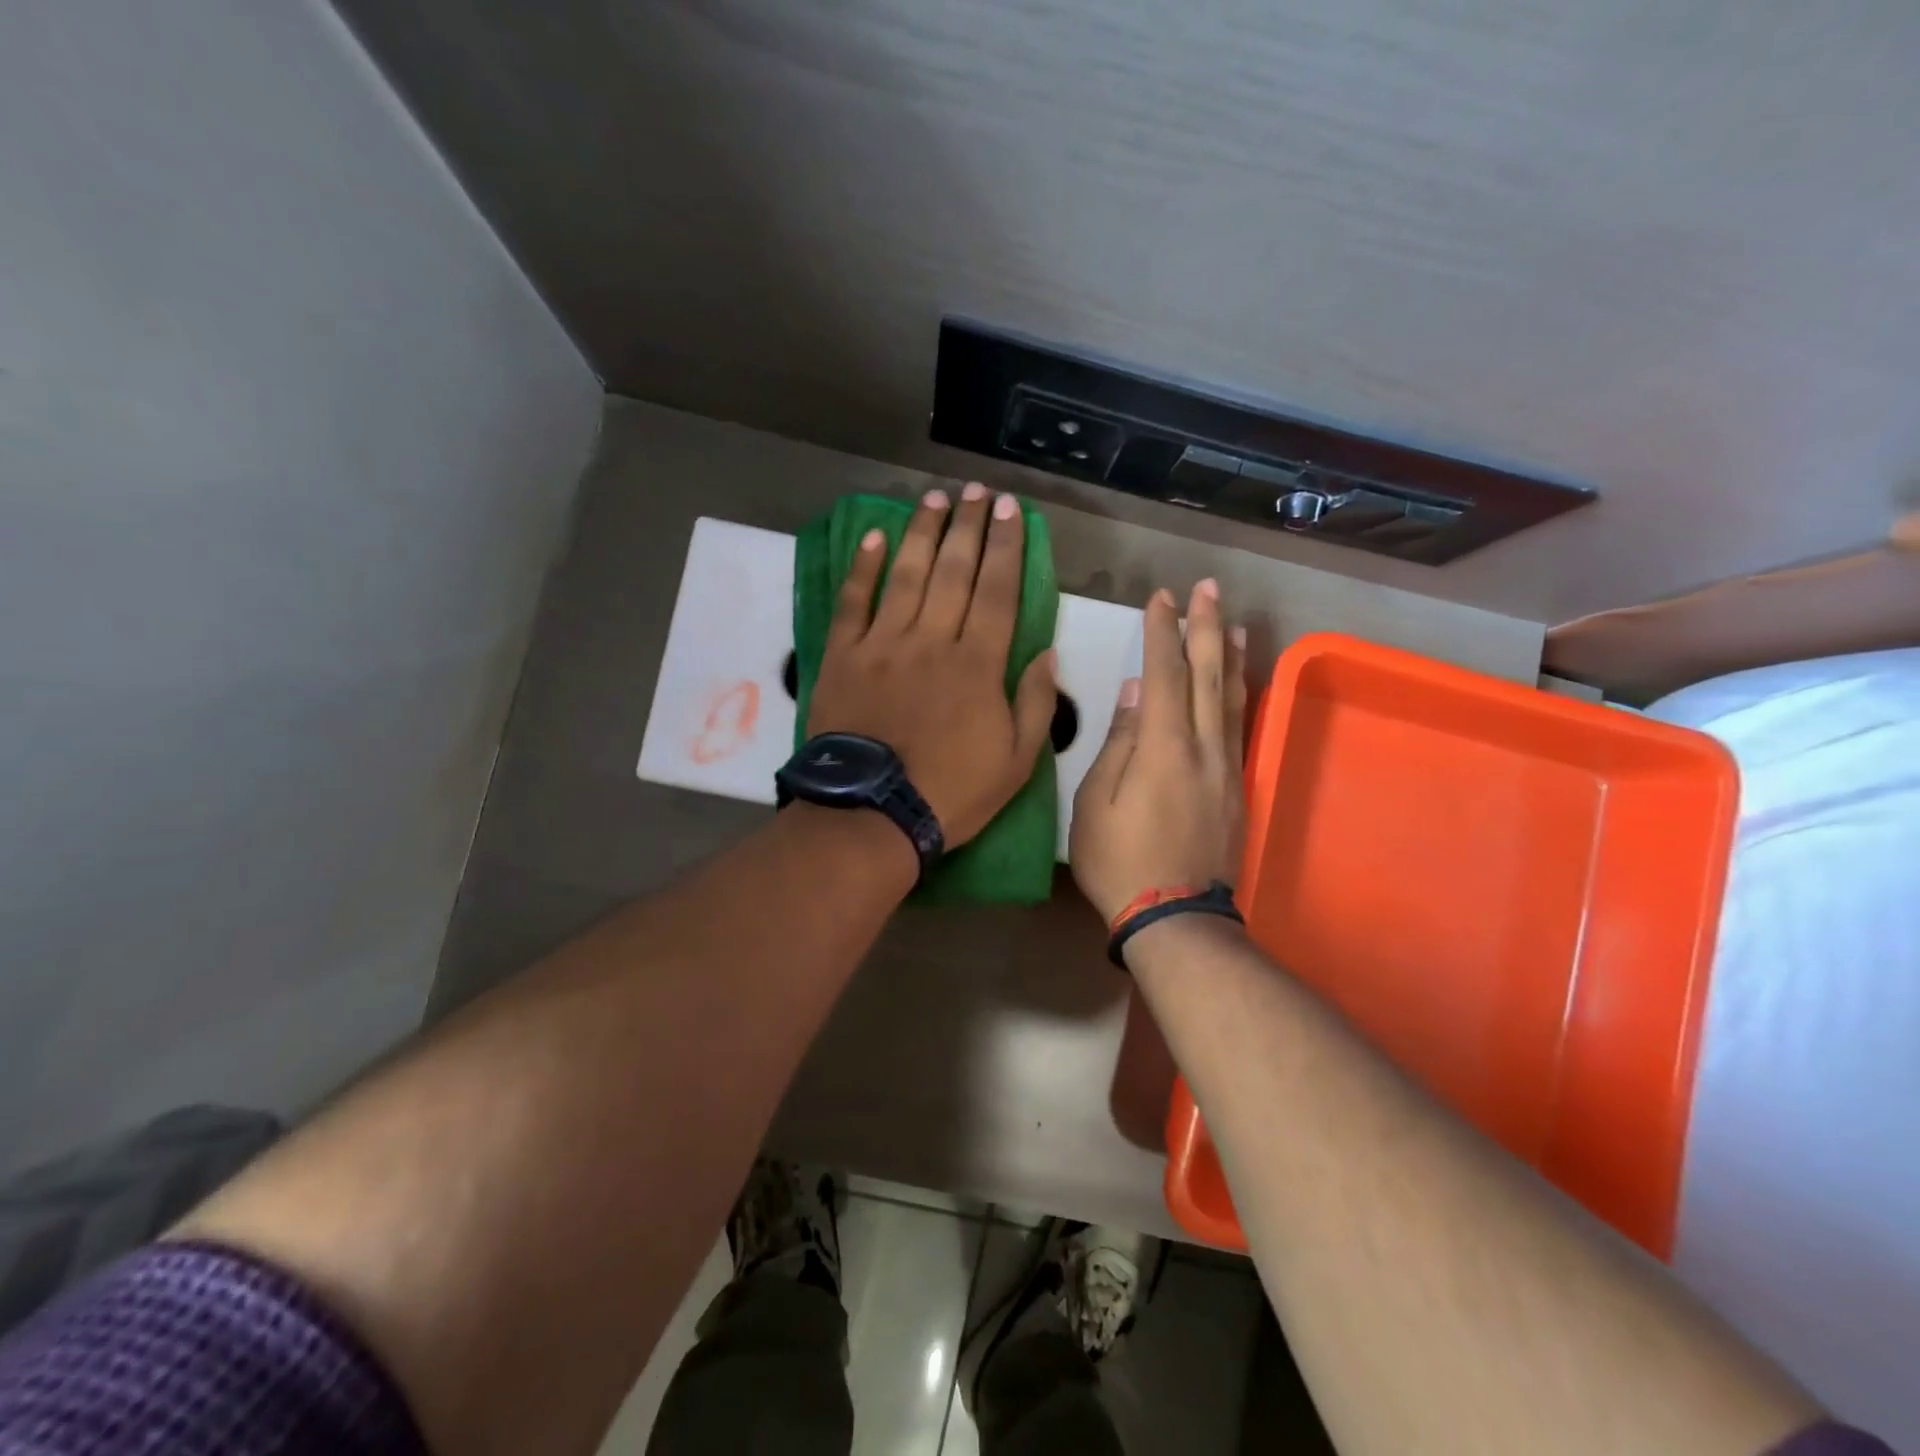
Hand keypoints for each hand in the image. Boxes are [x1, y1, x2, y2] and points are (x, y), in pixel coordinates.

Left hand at [807, 483, 1057, 846]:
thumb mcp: (1016, 762)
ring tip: (935, 498)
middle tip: (977, 491)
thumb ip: (1036, 704)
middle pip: (954, 571)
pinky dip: (863, 567)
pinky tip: (874, 537)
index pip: (998, 592)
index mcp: (978, 664)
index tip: (1011, 511)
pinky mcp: (843, 656)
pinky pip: (853, 602)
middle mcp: (932, 640)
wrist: (873, 815)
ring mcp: (883, 645)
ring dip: (922, 532)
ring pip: (906, 574)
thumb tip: (1047, 653)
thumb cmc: (951, 792)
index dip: (1006, 547)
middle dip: (969, 526)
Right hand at [1070, 580, 1247, 922]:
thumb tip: (1134, 691)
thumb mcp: (1097, 802)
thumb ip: (1119, 742)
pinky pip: (1239, 726)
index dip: (1163, 632)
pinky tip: (1238, 683)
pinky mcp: (1237, 788)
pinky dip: (1240, 694)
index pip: (1164, 674)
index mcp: (1164, 747)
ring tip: (1234, 621)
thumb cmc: (1120, 860)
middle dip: (1206, 627)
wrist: (1175, 918)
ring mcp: (1227, 768)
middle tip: (1208, 588)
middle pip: (1208, 675)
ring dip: (1232, 655)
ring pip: (1232, 698)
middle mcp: (1204, 748)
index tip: (1162, 598)